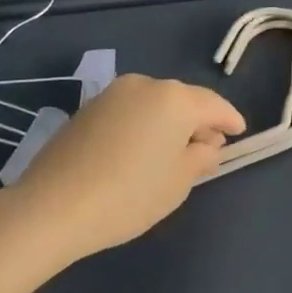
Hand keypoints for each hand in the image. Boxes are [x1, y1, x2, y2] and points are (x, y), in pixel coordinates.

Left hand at [2, 74, 245, 263]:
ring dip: (168, 122)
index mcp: (174, 99)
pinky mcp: (88, 108)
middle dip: (198, 121)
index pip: (214, 105)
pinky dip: (143, 125)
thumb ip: (201, 157)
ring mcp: (113, 94)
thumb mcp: (178, 183)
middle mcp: (145, 85)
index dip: (230, 119)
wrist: (51, 207)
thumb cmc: (127, 196)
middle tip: (208, 147)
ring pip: (154, 103)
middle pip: (183, 100)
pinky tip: (140, 150)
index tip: (240, 132)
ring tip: (173, 151)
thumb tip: (207, 145)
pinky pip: (130, 111)